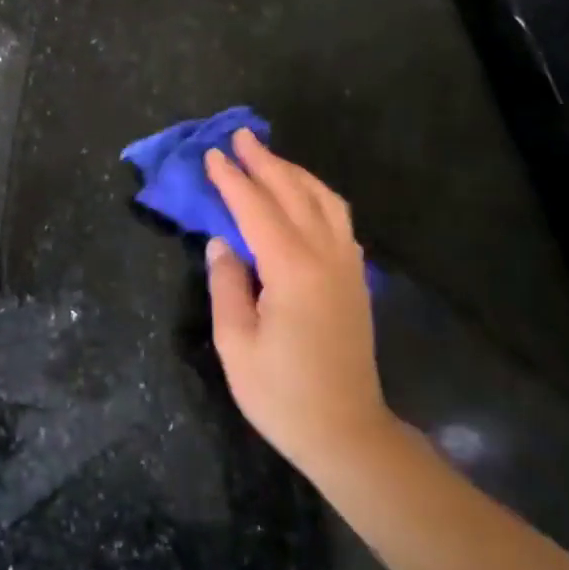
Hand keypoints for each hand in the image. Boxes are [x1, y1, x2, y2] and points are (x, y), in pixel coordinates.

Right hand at [203, 129, 395, 477]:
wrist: (346, 432)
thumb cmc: (281, 394)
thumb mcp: (236, 343)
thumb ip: (227, 285)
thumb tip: (221, 244)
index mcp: (292, 271)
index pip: (256, 210)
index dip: (232, 180)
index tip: (212, 155)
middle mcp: (326, 258)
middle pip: (294, 194)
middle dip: (265, 162)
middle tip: (240, 137)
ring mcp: (347, 267)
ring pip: (324, 201)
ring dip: (294, 174)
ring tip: (268, 158)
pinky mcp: (356, 280)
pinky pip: (338, 220)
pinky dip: (316, 196)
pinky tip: (301, 197)